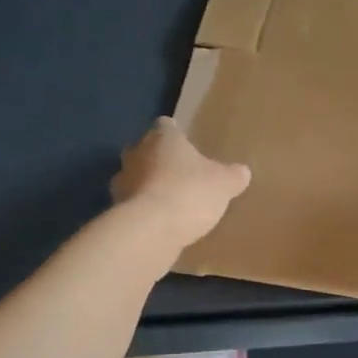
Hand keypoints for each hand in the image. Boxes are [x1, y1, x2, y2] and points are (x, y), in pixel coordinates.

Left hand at [112, 117, 251, 250]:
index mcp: (161, 138)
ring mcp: (121, 183)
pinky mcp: (116, 211)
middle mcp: (135, 154)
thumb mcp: (224, 184)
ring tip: (170, 201)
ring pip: (134, 178)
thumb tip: (242, 172)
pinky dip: (143, 211)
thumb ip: (233, 175)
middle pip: (144, 150)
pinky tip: (161, 223)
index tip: (186, 143)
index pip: (165, 125)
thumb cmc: (189, 192)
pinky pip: (133, 205)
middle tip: (179, 172)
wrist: (151, 231)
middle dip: (157, 159)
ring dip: (147, 186)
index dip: (175, 133)